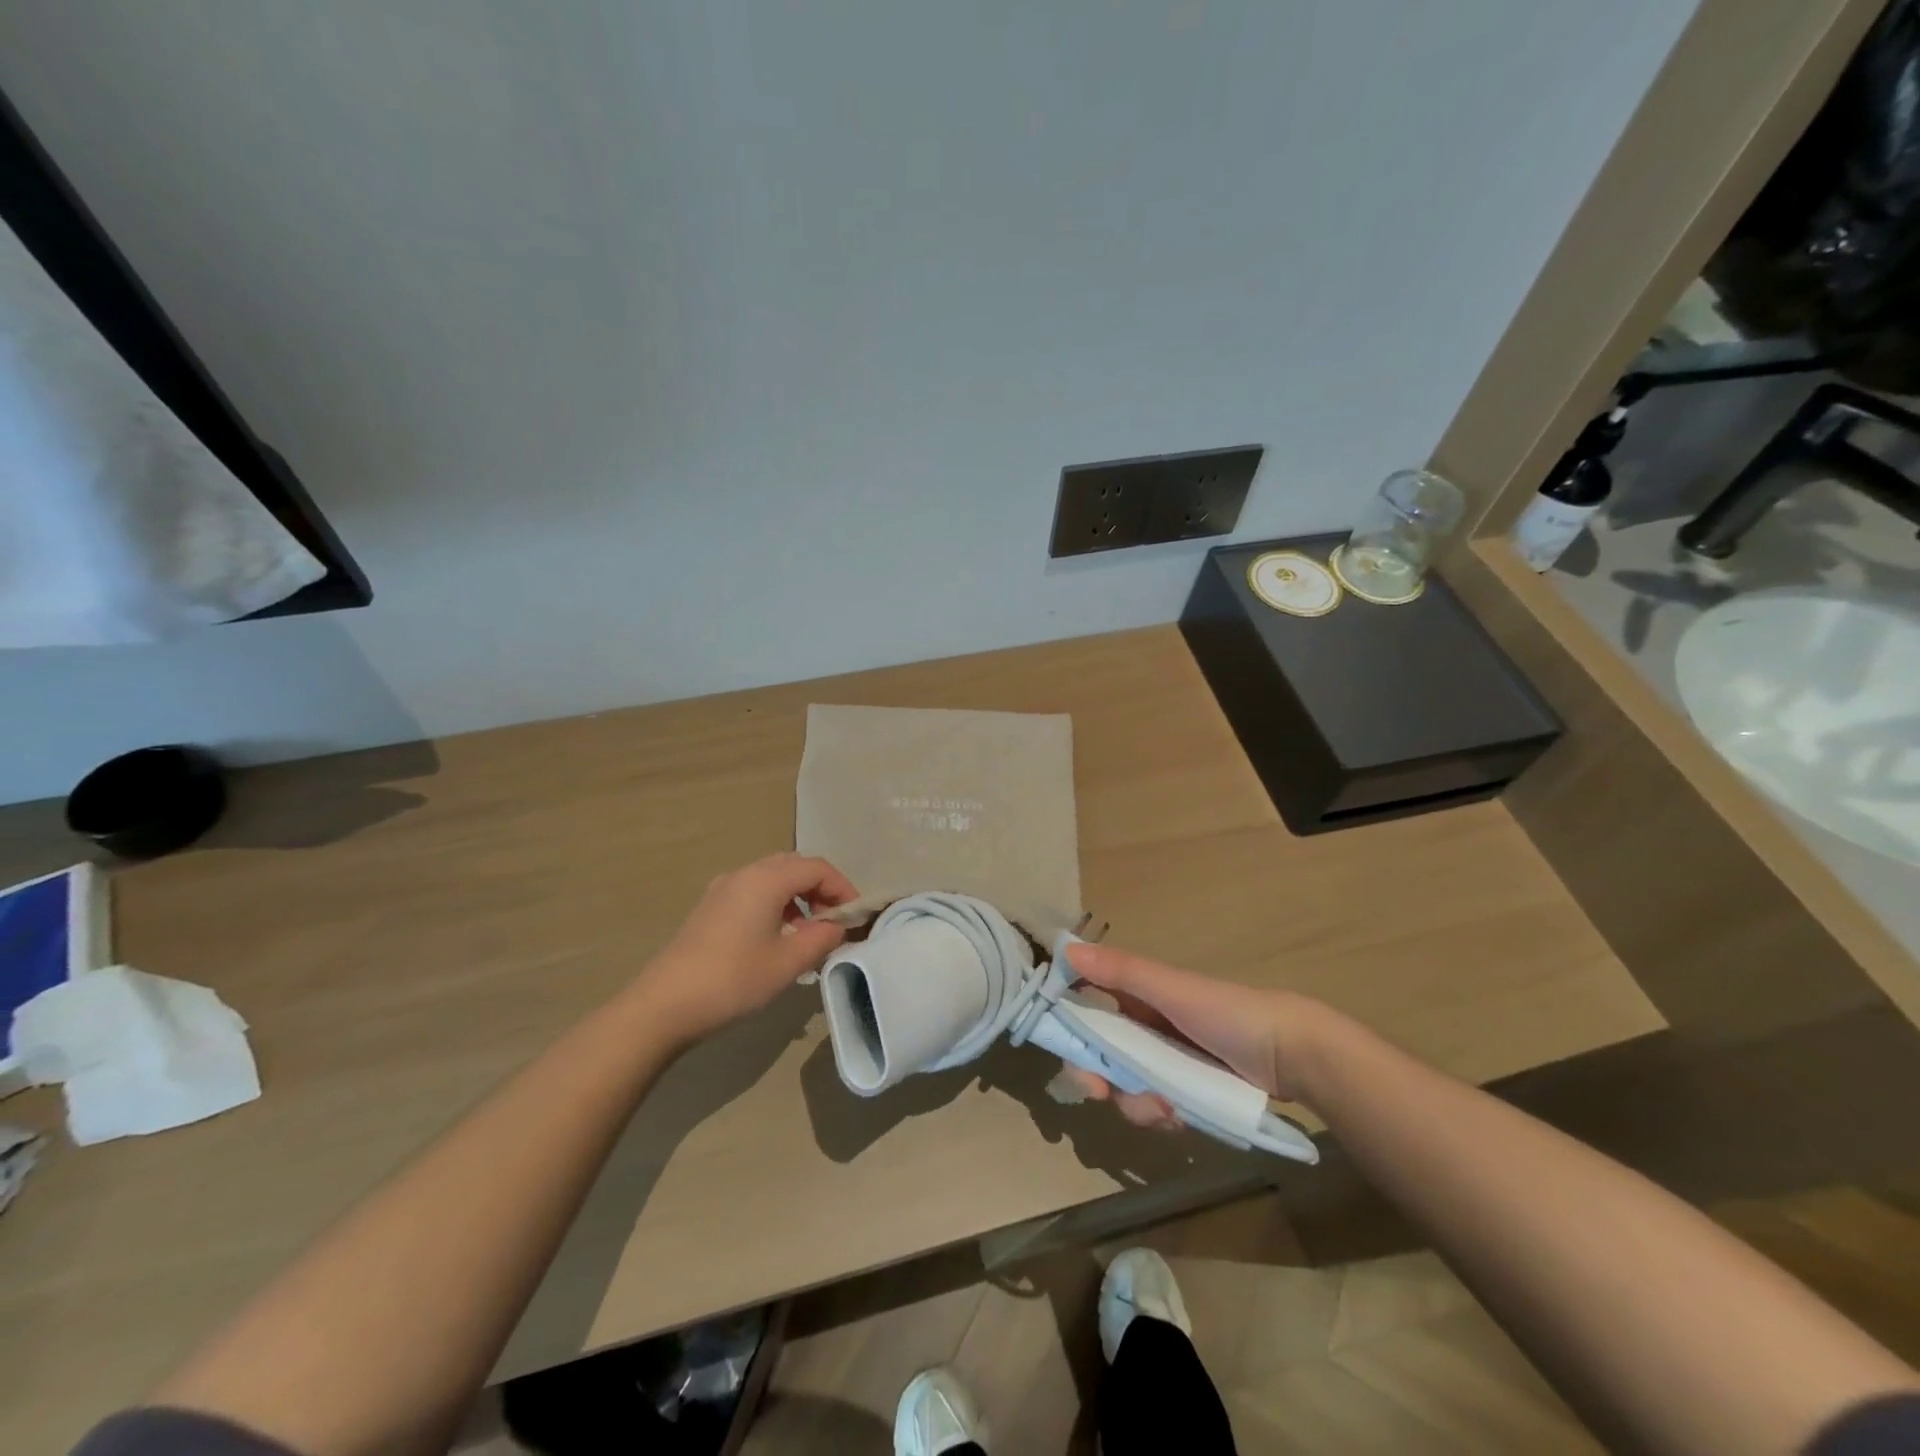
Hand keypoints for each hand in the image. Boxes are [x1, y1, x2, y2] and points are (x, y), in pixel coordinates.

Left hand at [639, 854, 858, 1041]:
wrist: (664, 1005)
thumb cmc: (733, 980)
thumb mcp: (788, 962)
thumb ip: (822, 938)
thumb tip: (837, 926)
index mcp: (766, 879)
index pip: (818, 868)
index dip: (843, 888)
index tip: (855, 917)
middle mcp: (745, 873)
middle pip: (795, 866)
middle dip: (821, 889)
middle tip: (834, 921)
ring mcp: (723, 889)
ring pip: (773, 878)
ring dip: (798, 897)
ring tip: (808, 932)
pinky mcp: (710, 907)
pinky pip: (754, 891)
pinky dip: (775, 903)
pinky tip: (776, 937)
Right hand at [1062, 941, 1332, 1129]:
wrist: (1292, 1056)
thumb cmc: (1226, 1012)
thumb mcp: (1170, 989)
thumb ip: (1120, 971)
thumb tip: (1065, 950)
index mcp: (1138, 996)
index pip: (1087, 1008)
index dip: (1070, 1027)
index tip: (1064, 1049)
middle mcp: (1146, 1028)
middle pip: (1101, 1055)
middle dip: (1096, 1076)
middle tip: (1099, 1093)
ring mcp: (1166, 1063)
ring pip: (1126, 1086)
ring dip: (1135, 1102)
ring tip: (1164, 1108)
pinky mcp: (1186, 1093)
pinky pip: (1155, 1107)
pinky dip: (1161, 1114)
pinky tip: (1179, 1118)